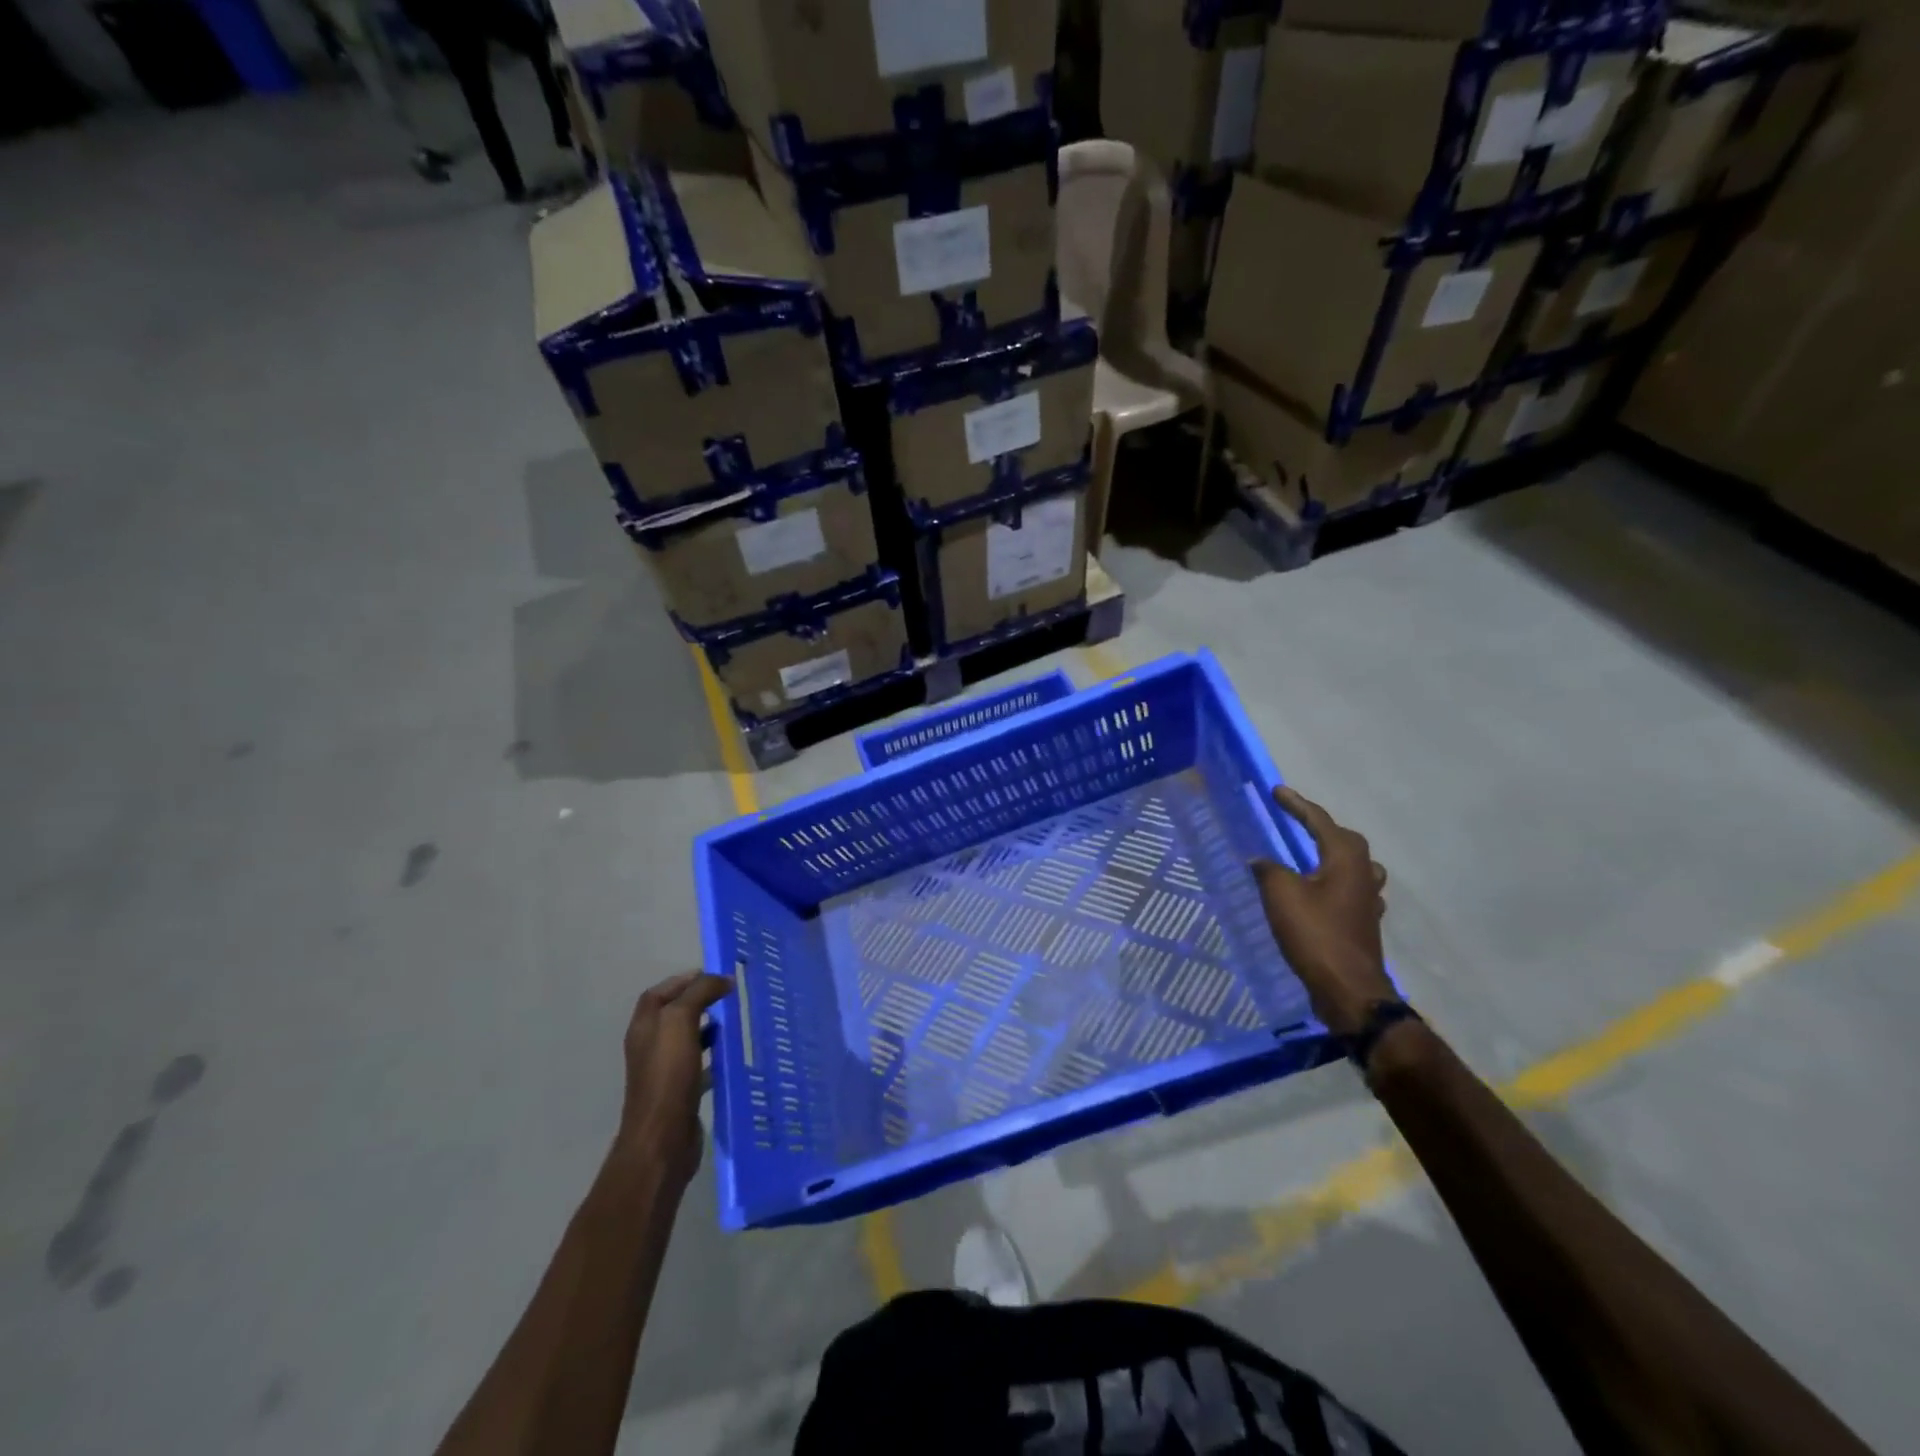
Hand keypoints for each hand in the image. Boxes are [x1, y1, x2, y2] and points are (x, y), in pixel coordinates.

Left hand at [616, 972, 732, 1184]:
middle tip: (728, 995)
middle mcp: (650, 1046)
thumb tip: (721, 979)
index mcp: (644, 1027)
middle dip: (698, 1001)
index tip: (712, 974)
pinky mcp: (680, 1092)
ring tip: (734, 1020)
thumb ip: (699, 994)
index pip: (659, 993)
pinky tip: (732, 1055)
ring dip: (708, 1026)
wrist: (663, 1138)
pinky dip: (714, 1055)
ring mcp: (664, 1071)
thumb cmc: (668, 1075)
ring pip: (687, 1039)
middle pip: (673, 1014)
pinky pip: (699, 1064)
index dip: (682, 980)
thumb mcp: (681, 1021)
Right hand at [1253, 786, 1396, 1037]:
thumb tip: (1260, 859)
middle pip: (1345, 841)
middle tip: (1295, 821)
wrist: (1348, 989)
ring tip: (1313, 855)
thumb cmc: (1315, 934)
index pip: (1319, 821)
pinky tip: (1321, 892)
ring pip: (1355, 866)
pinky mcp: (1363, 923)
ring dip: (1333, 855)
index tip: (1276, 791)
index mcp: (1345, 860)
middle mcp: (1363, 874)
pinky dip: (1333, 883)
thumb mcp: (1281, 895)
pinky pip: (1351, 891)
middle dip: (1320, 827)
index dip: (1296, 805)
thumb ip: (1268, 870)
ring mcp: (1368, 901)